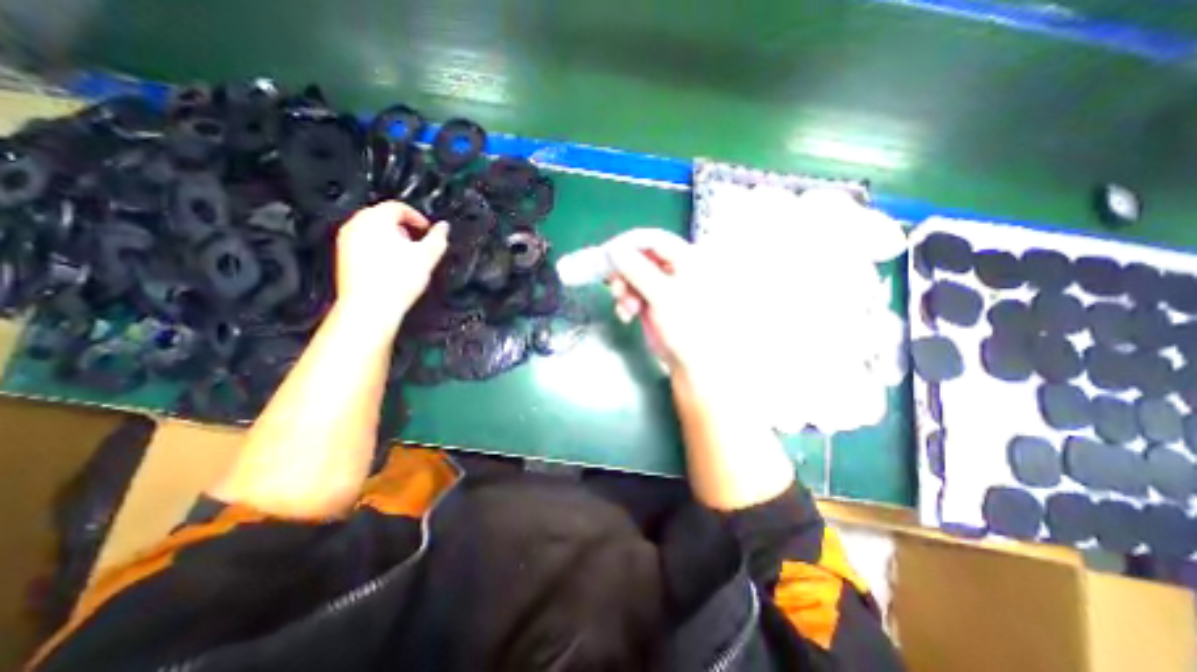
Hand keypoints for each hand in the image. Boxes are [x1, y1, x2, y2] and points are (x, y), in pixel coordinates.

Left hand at [331, 200, 448, 333]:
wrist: (371, 307)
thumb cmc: (396, 282)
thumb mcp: (427, 256)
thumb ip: (438, 238)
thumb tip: (443, 228)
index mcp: (376, 219)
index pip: (399, 207)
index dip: (418, 218)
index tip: (428, 231)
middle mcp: (356, 225)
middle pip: (384, 217)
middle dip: (405, 229)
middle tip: (419, 244)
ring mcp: (347, 240)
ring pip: (374, 231)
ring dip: (393, 239)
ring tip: (407, 258)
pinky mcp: (344, 256)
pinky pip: (365, 244)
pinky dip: (380, 250)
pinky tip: (392, 268)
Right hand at [609, 230, 709, 374]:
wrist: (693, 363)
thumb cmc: (687, 326)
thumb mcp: (663, 296)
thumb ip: (638, 270)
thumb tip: (613, 250)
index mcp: (687, 259)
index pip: (653, 239)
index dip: (627, 244)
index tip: (604, 254)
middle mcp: (675, 267)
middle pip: (640, 257)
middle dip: (624, 273)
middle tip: (614, 287)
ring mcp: (664, 285)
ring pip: (633, 276)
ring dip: (624, 290)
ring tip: (625, 309)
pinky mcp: (654, 301)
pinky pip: (633, 292)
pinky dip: (626, 302)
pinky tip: (626, 316)